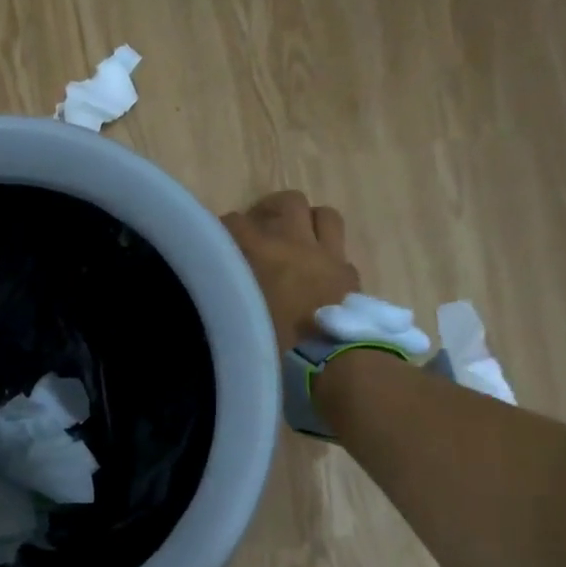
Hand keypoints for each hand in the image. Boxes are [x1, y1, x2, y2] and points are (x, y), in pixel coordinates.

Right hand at [222, 190, 361, 348]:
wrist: (333, 364)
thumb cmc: (277, 347)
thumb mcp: (239, 321)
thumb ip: (228, 297)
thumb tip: (219, 288)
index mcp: (265, 253)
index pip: (235, 223)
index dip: (222, 227)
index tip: (214, 241)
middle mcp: (299, 244)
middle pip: (289, 202)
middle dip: (272, 209)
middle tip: (260, 227)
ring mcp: (331, 257)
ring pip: (324, 216)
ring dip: (308, 221)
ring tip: (295, 237)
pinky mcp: (351, 276)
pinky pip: (340, 251)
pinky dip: (327, 254)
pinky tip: (318, 272)